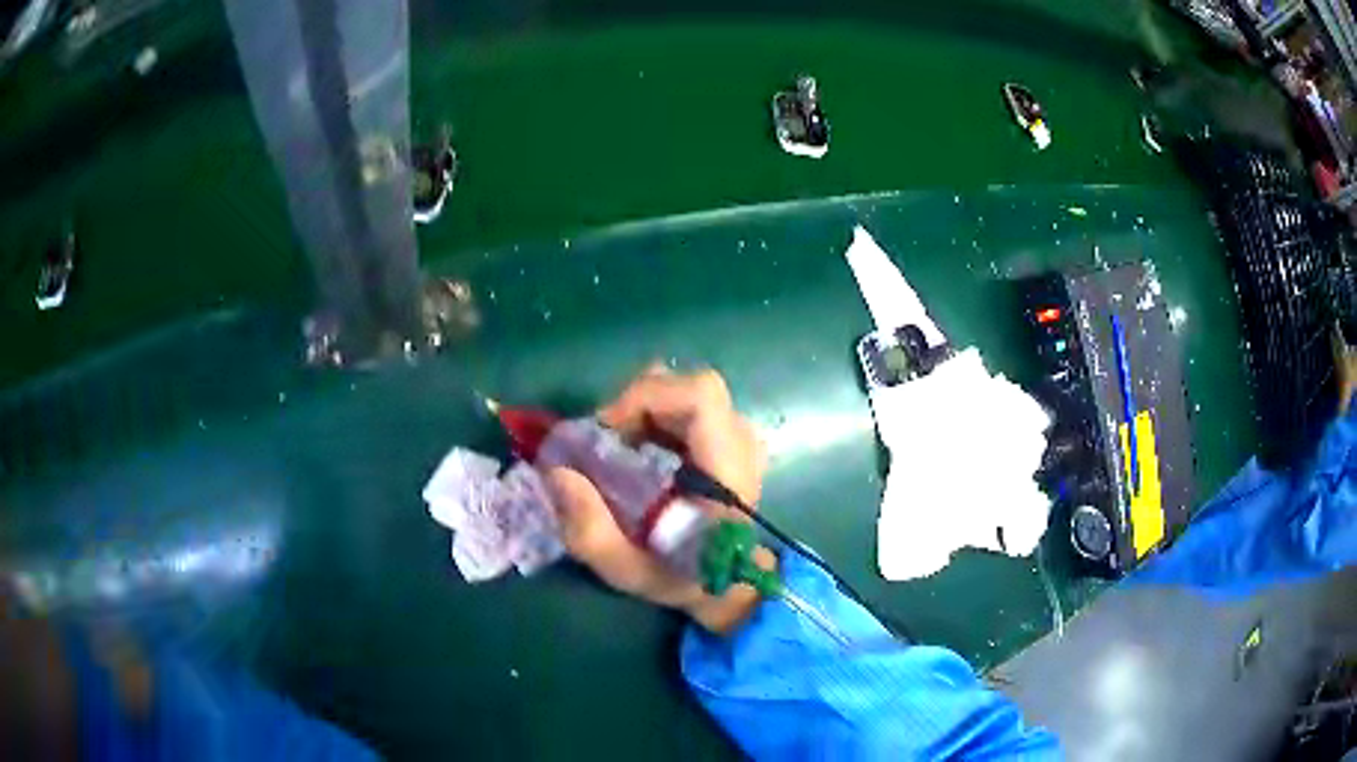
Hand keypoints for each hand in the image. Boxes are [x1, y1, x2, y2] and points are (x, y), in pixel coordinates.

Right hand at [543, 366, 771, 633]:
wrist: (727, 585)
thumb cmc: (681, 578)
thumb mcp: (627, 569)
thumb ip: (590, 530)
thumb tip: (557, 472)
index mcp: (728, 471)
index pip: (701, 396)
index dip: (647, 397)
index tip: (608, 429)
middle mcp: (740, 444)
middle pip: (693, 386)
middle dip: (639, 403)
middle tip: (607, 441)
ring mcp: (738, 438)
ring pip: (687, 392)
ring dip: (645, 411)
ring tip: (621, 448)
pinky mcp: (727, 438)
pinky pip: (687, 405)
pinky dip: (654, 418)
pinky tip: (639, 453)